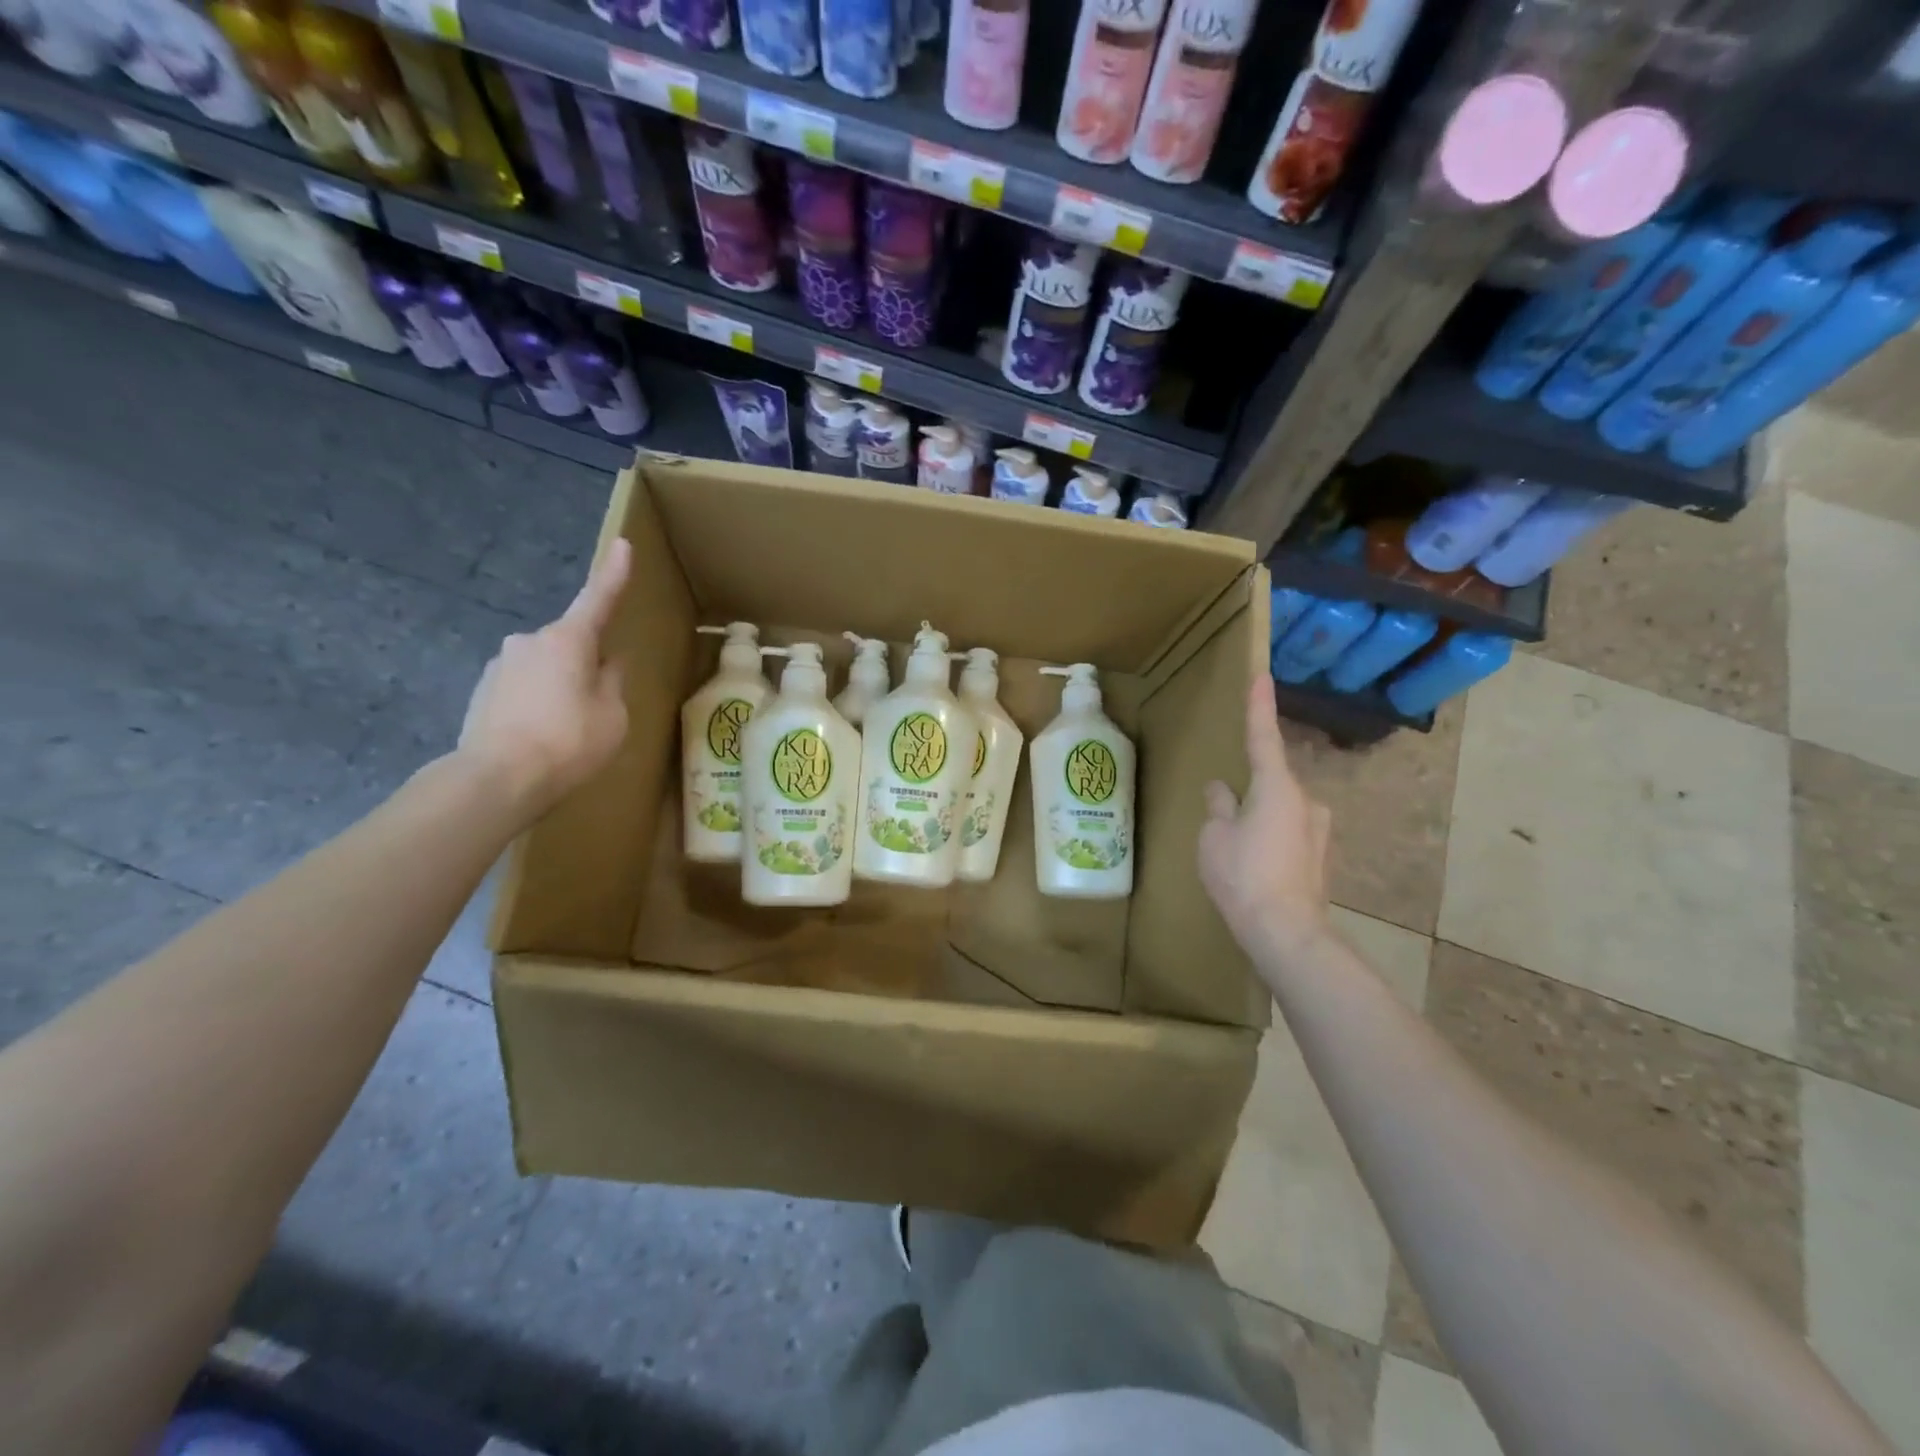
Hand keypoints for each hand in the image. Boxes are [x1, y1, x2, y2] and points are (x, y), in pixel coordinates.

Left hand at [456, 537, 632, 817]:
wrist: (497, 779)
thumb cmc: (569, 742)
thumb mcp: (613, 715)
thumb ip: (612, 681)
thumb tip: (607, 662)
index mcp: (568, 640)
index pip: (598, 599)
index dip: (614, 574)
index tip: (622, 544)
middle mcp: (529, 641)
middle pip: (571, 643)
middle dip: (587, 663)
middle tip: (597, 706)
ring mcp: (501, 664)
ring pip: (546, 667)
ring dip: (561, 686)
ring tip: (567, 731)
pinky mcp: (483, 690)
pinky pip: (524, 687)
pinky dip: (538, 703)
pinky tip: (541, 737)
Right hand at [1198, 676, 1332, 960]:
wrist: (1286, 933)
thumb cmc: (1243, 876)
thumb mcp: (1214, 837)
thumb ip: (1218, 807)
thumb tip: (1221, 789)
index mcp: (1276, 788)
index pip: (1263, 737)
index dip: (1259, 707)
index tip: (1262, 675)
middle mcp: (1305, 801)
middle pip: (1269, 783)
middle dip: (1247, 793)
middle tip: (1222, 822)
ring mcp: (1318, 831)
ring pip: (1278, 811)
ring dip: (1257, 821)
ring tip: (1235, 855)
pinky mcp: (1320, 857)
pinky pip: (1287, 835)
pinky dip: (1269, 842)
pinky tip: (1254, 870)